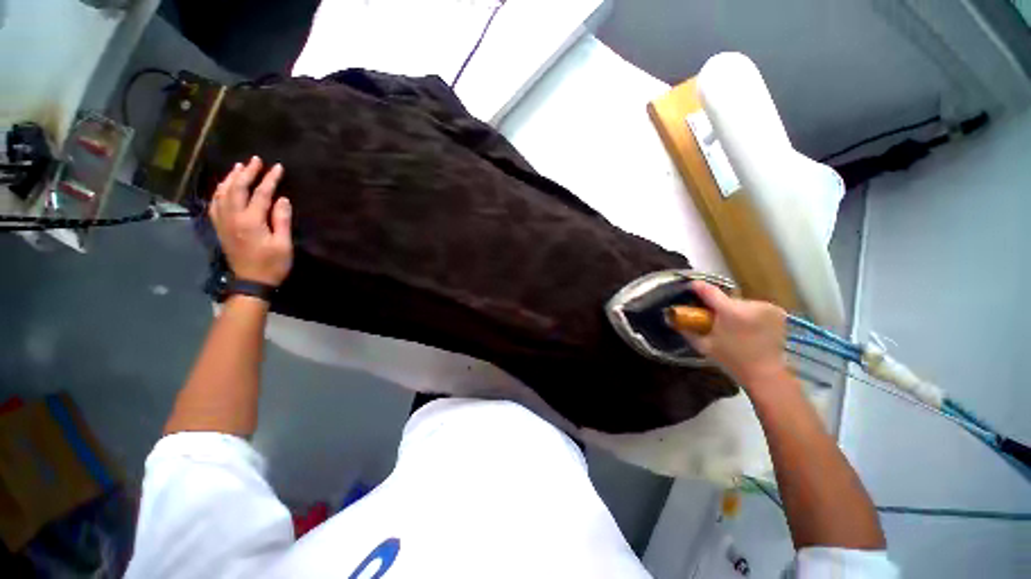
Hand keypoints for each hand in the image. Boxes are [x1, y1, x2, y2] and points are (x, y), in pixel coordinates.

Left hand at [209, 157, 292, 285]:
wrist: (251, 282)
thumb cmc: (272, 264)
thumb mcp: (283, 244)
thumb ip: (282, 220)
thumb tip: (282, 199)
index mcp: (251, 221)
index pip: (260, 194)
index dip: (269, 179)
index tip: (278, 167)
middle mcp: (233, 217)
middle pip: (237, 188)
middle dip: (247, 172)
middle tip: (256, 160)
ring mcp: (223, 222)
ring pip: (222, 193)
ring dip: (231, 178)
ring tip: (239, 167)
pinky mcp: (219, 227)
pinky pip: (215, 203)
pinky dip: (219, 191)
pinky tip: (224, 186)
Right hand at [681, 281, 789, 390]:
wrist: (766, 374)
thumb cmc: (732, 361)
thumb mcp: (704, 346)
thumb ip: (687, 330)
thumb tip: (670, 319)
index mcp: (731, 312)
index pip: (709, 291)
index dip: (698, 287)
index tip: (691, 286)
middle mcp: (751, 305)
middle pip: (726, 299)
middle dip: (719, 306)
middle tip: (713, 318)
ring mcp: (767, 308)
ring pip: (741, 303)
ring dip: (734, 310)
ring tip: (732, 326)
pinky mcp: (778, 312)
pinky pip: (755, 307)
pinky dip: (749, 314)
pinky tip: (748, 327)